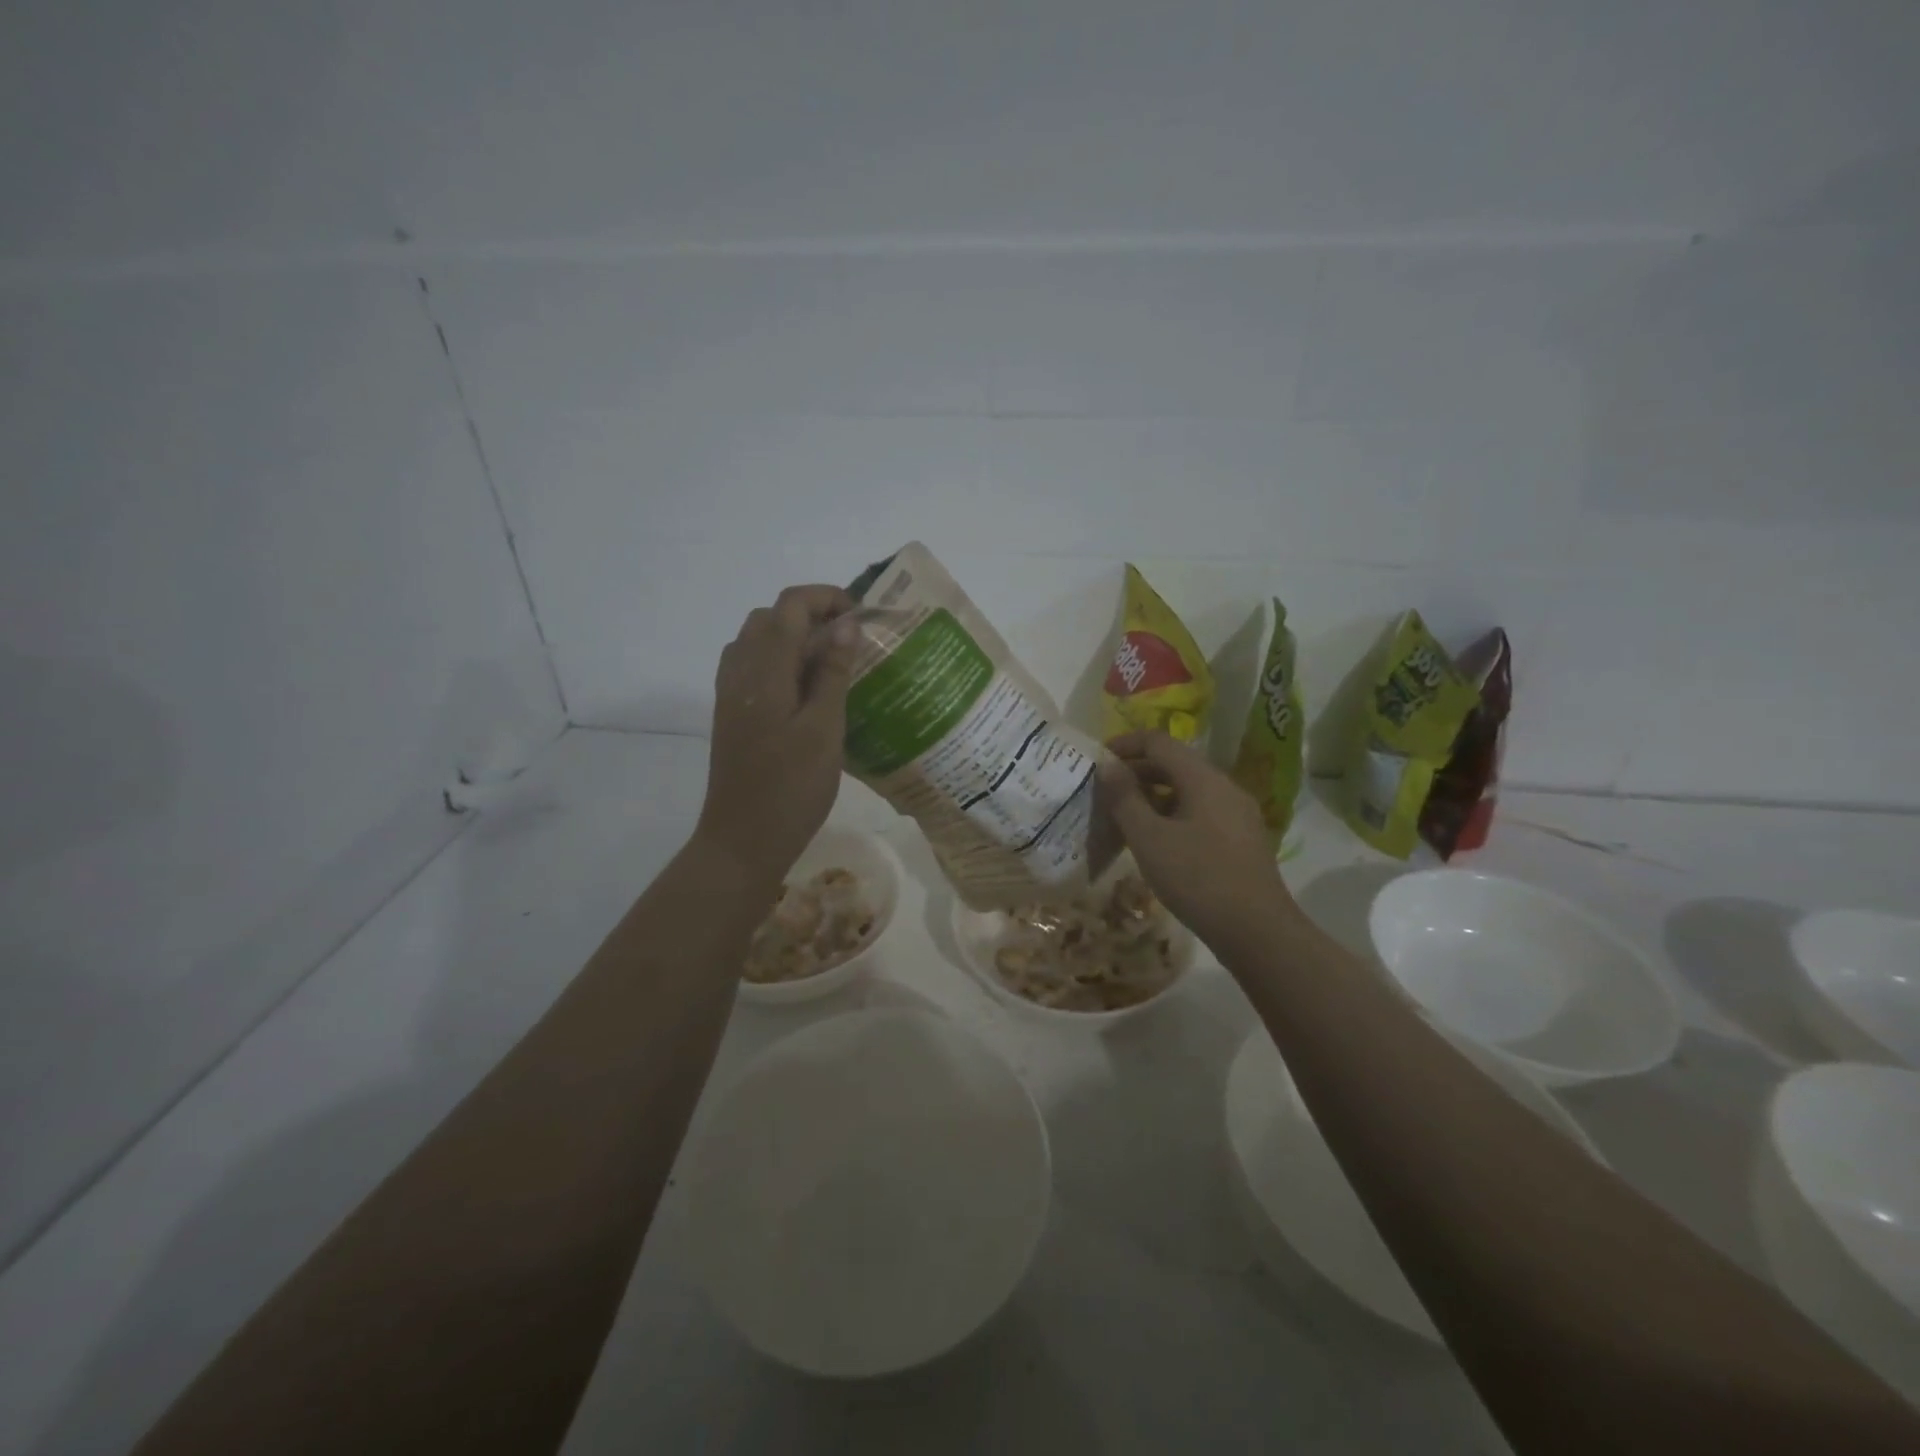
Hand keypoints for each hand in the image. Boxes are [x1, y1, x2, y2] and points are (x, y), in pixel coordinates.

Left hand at [695, 585, 858, 880]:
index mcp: (764, 671)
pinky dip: (780, 660)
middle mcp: (740, 671)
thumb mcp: (825, 730)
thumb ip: (833, 673)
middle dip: (812, 614)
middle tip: (851, 640)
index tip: (862, 616)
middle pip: (771, 617)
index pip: (790, 606)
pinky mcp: (732, 713)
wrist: (743, 839)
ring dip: (794, 636)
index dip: (826, 598)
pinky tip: (805, 688)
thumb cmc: (792, 788)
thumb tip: (845, 624)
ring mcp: (731, 693)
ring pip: (759, 639)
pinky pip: (753, 666)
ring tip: (832, 662)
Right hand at [1097, 731, 1298, 949]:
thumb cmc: (1198, 879)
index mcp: (1204, 778)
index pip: (1159, 742)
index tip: (1097, 762)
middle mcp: (1225, 787)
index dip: (1125, 744)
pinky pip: (1200, 811)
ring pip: (1188, 789)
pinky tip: (1156, 841)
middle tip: (1105, 792)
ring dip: (1153, 795)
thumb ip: (1125, 798)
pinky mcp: (1241, 839)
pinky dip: (1172, 814)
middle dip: (1137, 771)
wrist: (1257, 932)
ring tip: (1124, 818)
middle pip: (1175, 763)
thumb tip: (1108, 765)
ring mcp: (1237, 813)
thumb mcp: (1149, 838)